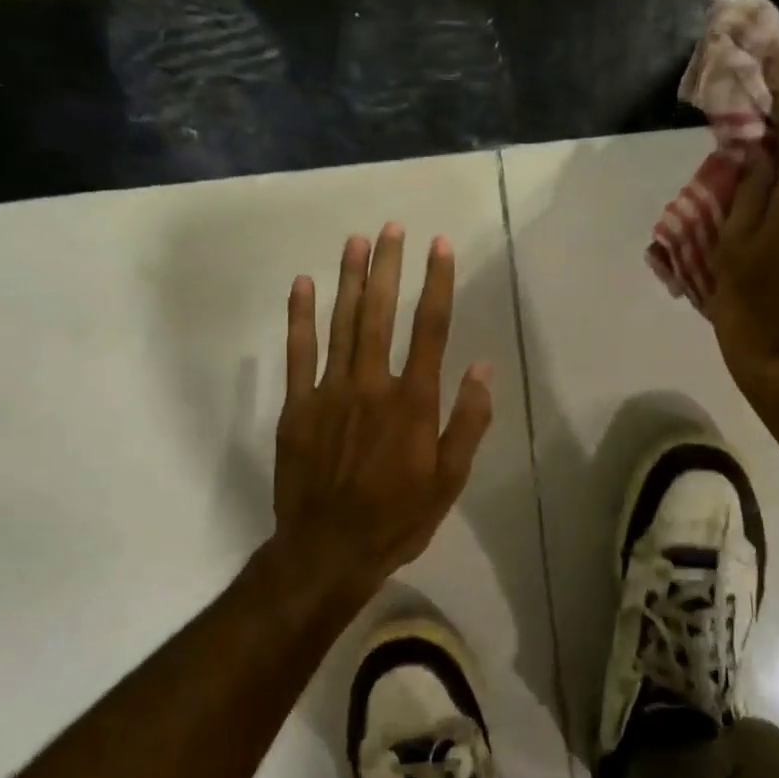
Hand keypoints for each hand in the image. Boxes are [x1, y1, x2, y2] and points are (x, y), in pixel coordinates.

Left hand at [267, 223, 492, 609]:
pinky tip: (303, 284)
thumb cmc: (397, 519)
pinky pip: (298, 353)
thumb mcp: (449, 481)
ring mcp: (329, 393)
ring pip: (341, 324)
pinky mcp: (297, 407)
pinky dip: (300, 317)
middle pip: (381, 314)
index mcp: (414, 403)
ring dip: (349, 279)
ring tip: (356, 240)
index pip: (430, 330)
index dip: (437, 284)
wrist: (328, 550)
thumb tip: (481, 369)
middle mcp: (373, 386)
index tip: (439, 247)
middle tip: (393, 227)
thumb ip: (467, 423)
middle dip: (388, 267)